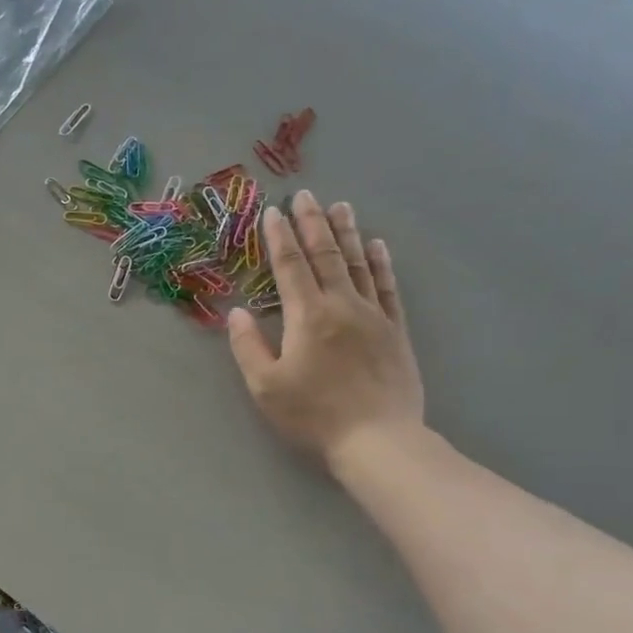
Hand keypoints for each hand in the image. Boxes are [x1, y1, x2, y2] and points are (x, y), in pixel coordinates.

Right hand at [227, 190, 425, 467]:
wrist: (378, 438)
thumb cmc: (314, 415)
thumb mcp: (266, 386)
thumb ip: (248, 346)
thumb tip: (237, 312)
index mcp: (307, 316)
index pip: (291, 267)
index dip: (279, 238)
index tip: (273, 212)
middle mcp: (342, 305)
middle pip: (326, 255)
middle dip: (313, 223)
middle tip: (306, 195)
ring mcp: (374, 315)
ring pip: (358, 264)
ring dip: (347, 233)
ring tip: (340, 207)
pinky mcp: (396, 330)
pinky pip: (388, 287)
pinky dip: (380, 263)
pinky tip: (377, 246)